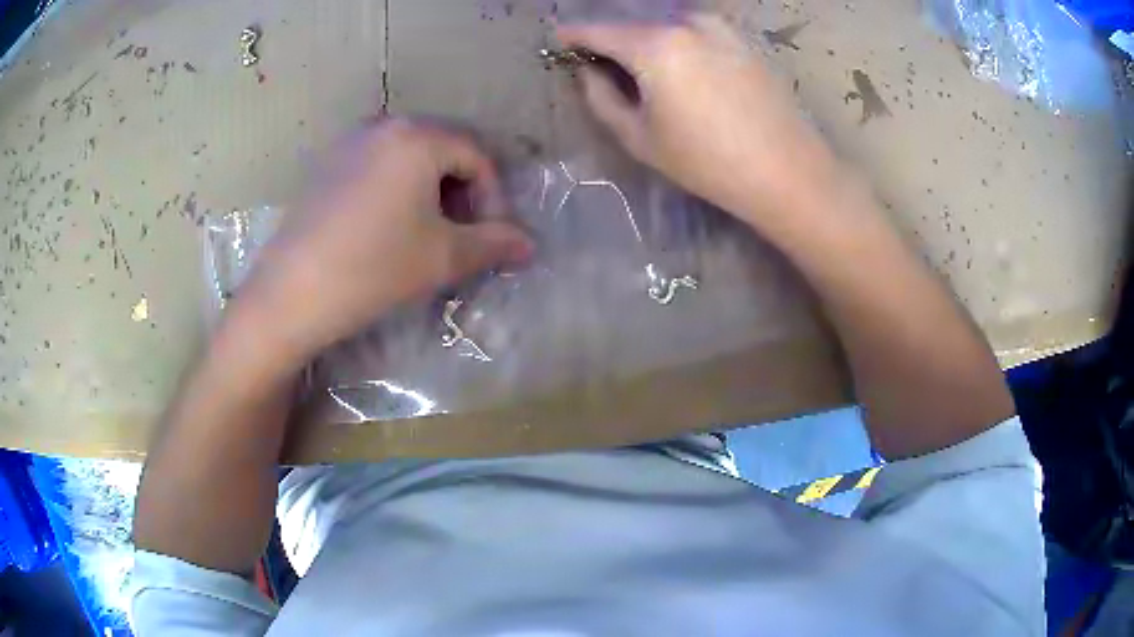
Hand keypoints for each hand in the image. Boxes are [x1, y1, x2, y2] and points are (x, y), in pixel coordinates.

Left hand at [232, 119, 533, 366]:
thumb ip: (493, 243)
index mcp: (418, 136)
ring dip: (431, 190)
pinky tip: (389, 226)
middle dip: (463, 192)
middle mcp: (384, 125)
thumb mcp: (442, 257)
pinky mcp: (326, 164)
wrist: (291, 294)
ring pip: (410, 156)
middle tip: (464, 235)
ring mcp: (349, 142)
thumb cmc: (374, 268)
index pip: (477, 155)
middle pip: (444, 148)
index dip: (494, 197)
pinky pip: (378, 164)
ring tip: (428, 233)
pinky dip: (397, 187)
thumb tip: (529, 245)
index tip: (493, 237)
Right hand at [558, 16, 840, 229]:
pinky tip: (685, 72)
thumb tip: (589, 71)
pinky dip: (679, 43)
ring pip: (666, 25)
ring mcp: (720, 26)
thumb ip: (602, 97)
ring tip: (647, 71)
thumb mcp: (640, 138)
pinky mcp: (743, 38)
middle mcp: (686, 22)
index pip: (598, 30)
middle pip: (634, 24)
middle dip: (614, 40)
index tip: (560, 41)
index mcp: (654, 44)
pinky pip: (696, 32)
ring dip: (648, 41)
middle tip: (604, 64)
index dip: (573, 35)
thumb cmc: (707, 161)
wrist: (787, 170)